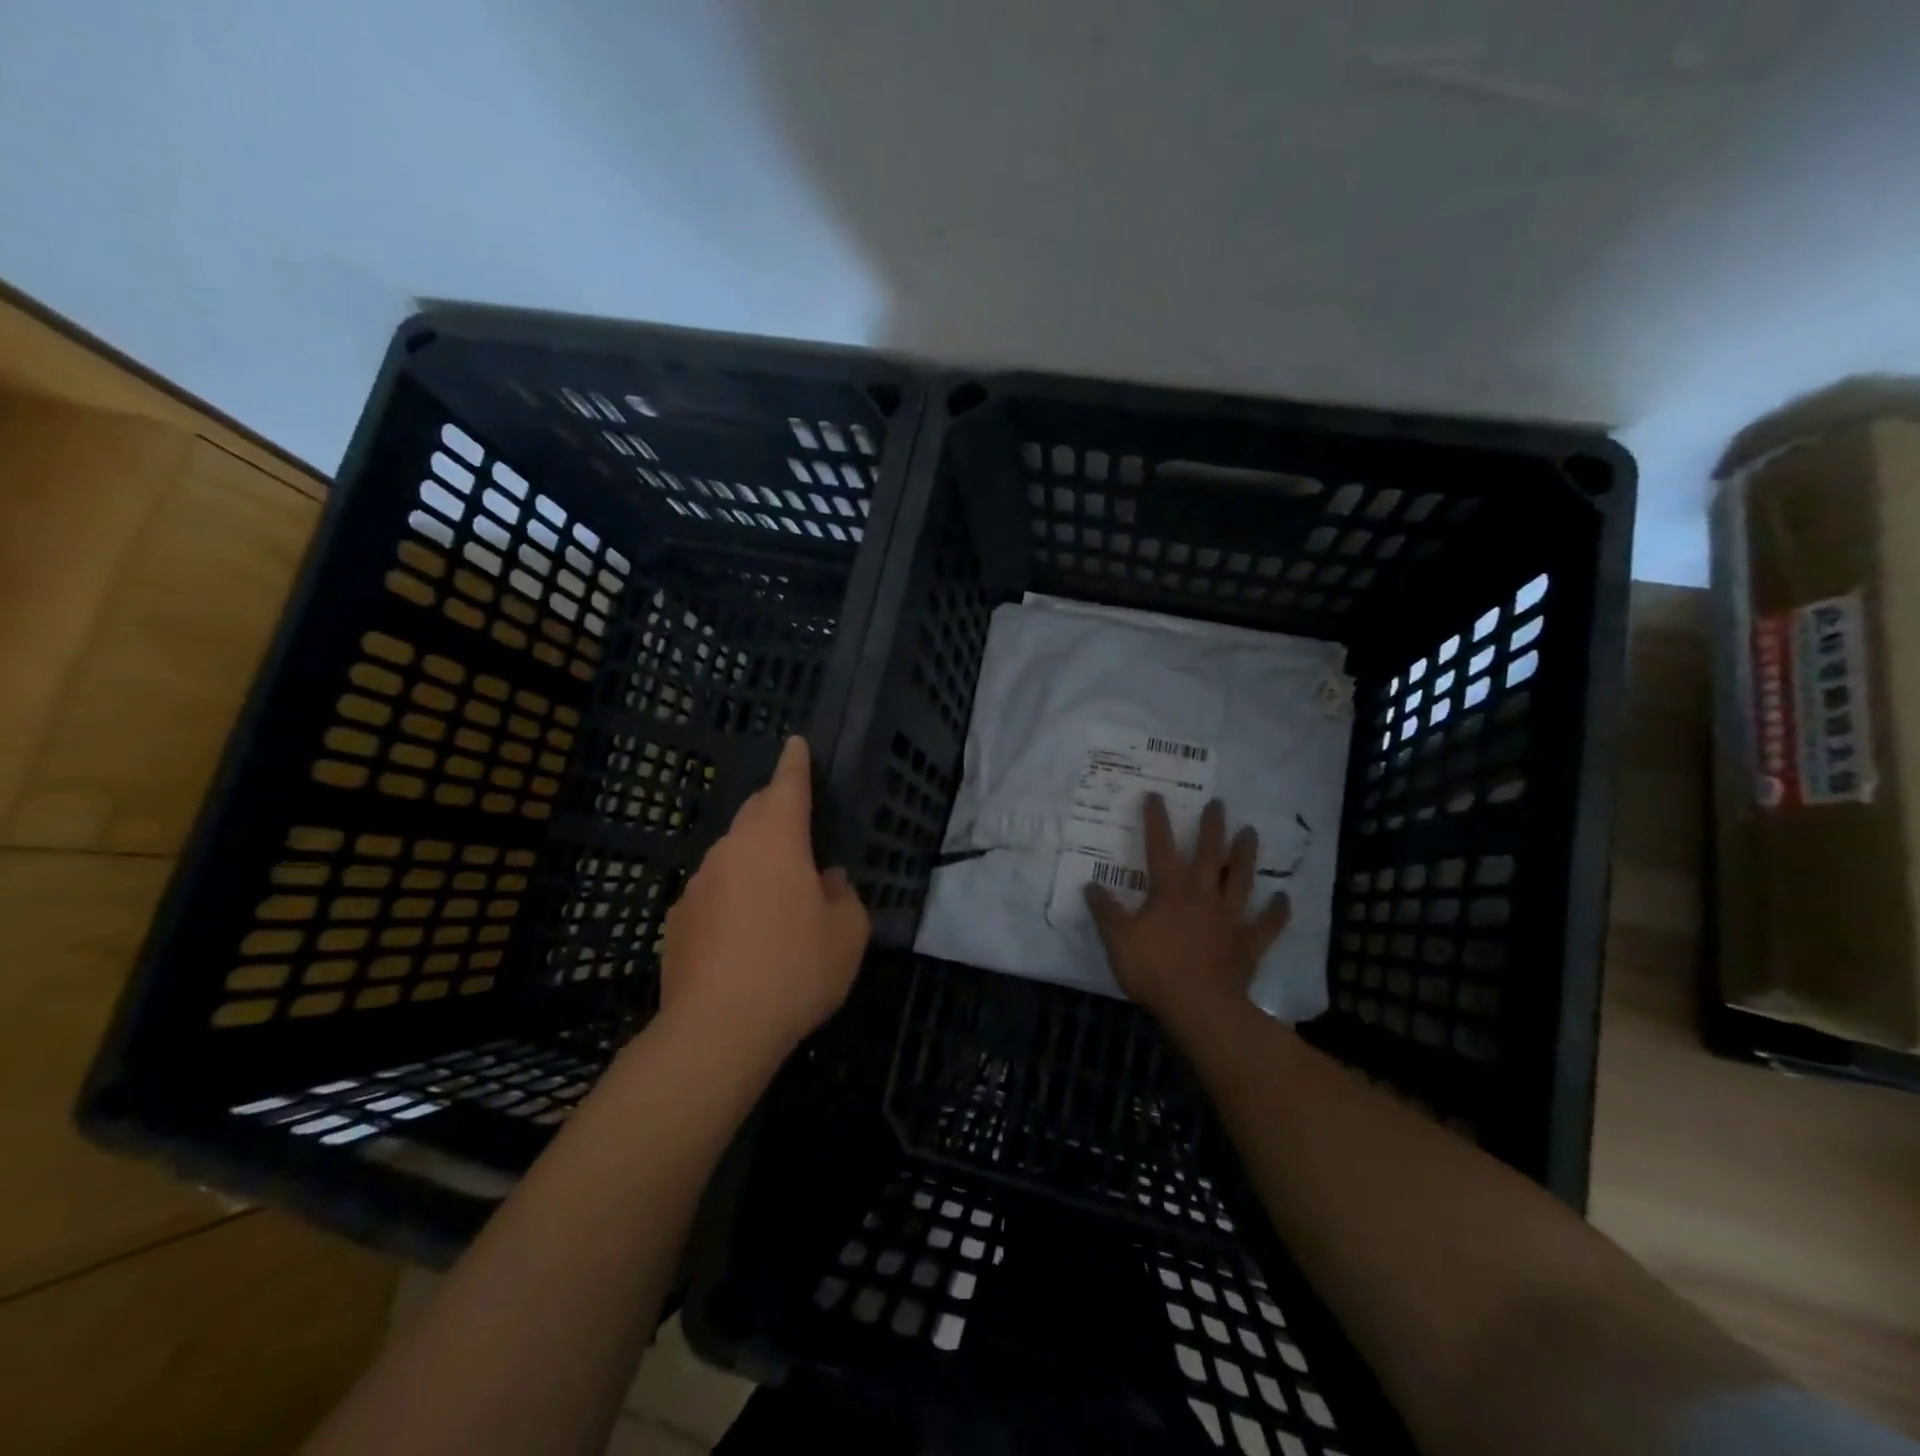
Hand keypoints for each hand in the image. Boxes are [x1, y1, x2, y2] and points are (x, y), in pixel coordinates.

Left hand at [659, 736, 869, 1060]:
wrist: (717, 1030)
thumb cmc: (795, 969)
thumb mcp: (847, 934)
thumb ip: (843, 896)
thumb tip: (826, 880)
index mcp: (776, 841)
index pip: (787, 785)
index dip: (795, 762)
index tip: (795, 742)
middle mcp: (731, 850)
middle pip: (755, 813)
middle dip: (775, 808)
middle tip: (797, 824)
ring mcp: (697, 884)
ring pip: (732, 854)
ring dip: (754, 859)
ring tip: (775, 895)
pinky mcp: (677, 920)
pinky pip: (713, 892)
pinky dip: (731, 897)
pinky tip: (742, 936)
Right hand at [1084, 796, 1290, 1038]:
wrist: (1199, 1007)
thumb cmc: (1154, 969)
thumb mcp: (1117, 940)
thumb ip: (1105, 912)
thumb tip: (1090, 886)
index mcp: (1169, 891)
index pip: (1159, 847)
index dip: (1156, 820)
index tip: (1155, 796)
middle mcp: (1202, 896)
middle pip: (1208, 854)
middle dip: (1212, 827)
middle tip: (1218, 804)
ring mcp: (1229, 918)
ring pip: (1240, 879)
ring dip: (1245, 855)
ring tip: (1251, 832)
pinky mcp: (1248, 943)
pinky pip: (1267, 924)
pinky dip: (1277, 911)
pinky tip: (1283, 898)